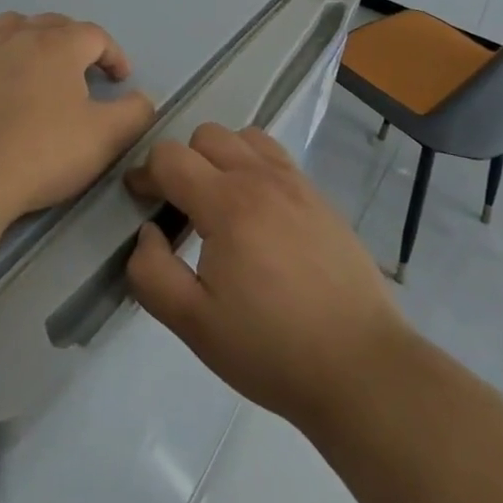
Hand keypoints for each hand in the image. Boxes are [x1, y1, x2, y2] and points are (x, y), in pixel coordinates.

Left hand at [0, 12, 157, 235]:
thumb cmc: (39, 157)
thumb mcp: (104, 139)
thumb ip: (134, 113)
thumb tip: (141, 98)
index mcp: (57, 45)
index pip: (95, 35)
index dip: (113, 55)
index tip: (120, 80)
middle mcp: (17, 35)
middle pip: (53, 24)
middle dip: (75, 44)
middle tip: (84, 74)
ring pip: (12, 27)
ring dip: (32, 40)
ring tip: (38, 68)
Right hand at [124, 123, 409, 429]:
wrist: (360, 366)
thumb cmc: (271, 349)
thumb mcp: (194, 325)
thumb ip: (152, 273)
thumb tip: (147, 233)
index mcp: (227, 203)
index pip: (171, 157)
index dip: (146, 174)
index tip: (141, 201)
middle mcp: (261, 178)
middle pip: (206, 135)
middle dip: (183, 162)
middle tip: (181, 207)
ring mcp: (296, 183)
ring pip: (244, 137)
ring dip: (222, 157)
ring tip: (221, 203)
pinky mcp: (320, 198)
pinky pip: (277, 157)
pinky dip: (255, 167)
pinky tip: (259, 214)